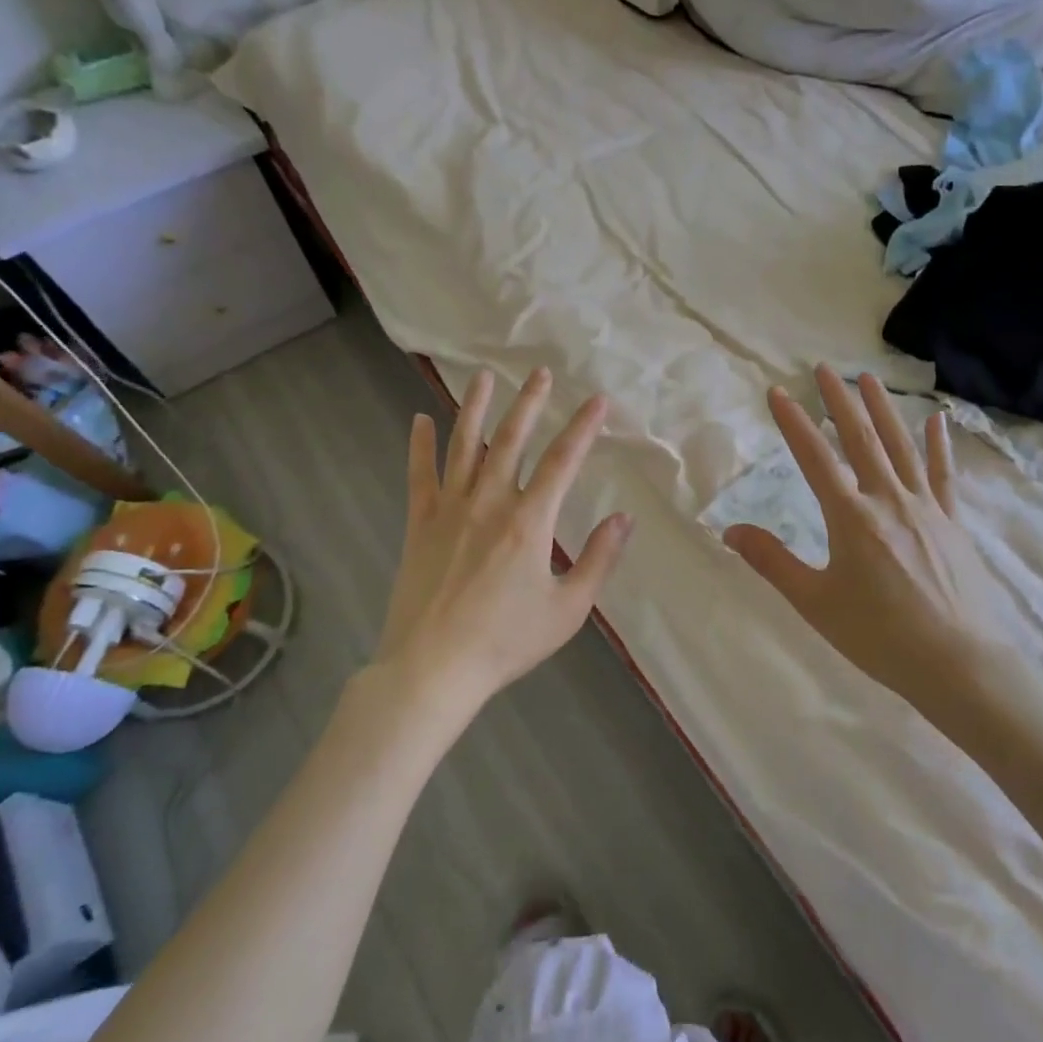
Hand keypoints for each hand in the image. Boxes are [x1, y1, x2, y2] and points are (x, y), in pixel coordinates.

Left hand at [377, 368, 631, 710]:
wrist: (433, 668)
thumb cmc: (506, 641)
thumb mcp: (568, 609)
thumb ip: (598, 560)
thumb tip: (623, 518)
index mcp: (530, 522)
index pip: (563, 461)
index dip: (583, 427)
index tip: (598, 400)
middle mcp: (490, 502)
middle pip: (512, 440)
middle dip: (530, 403)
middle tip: (540, 373)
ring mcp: (450, 510)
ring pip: (464, 445)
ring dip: (476, 407)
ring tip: (484, 376)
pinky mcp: (419, 524)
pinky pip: (420, 476)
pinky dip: (419, 446)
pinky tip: (420, 420)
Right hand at [724, 366, 1042, 729]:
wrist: (959, 664)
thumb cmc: (879, 636)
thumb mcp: (815, 602)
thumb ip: (772, 562)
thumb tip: (729, 531)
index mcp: (851, 517)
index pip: (814, 457)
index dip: (793, 422)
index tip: (778, 392)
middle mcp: (888, 500)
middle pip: (860, 438)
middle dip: (839, 400)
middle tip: (824, 368)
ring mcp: (926, 507)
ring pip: (901, 446)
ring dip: (883, 409)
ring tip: (869, 378)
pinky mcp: (952, 522)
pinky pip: (944, 474)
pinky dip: (939, 445)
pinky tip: (938, 421)